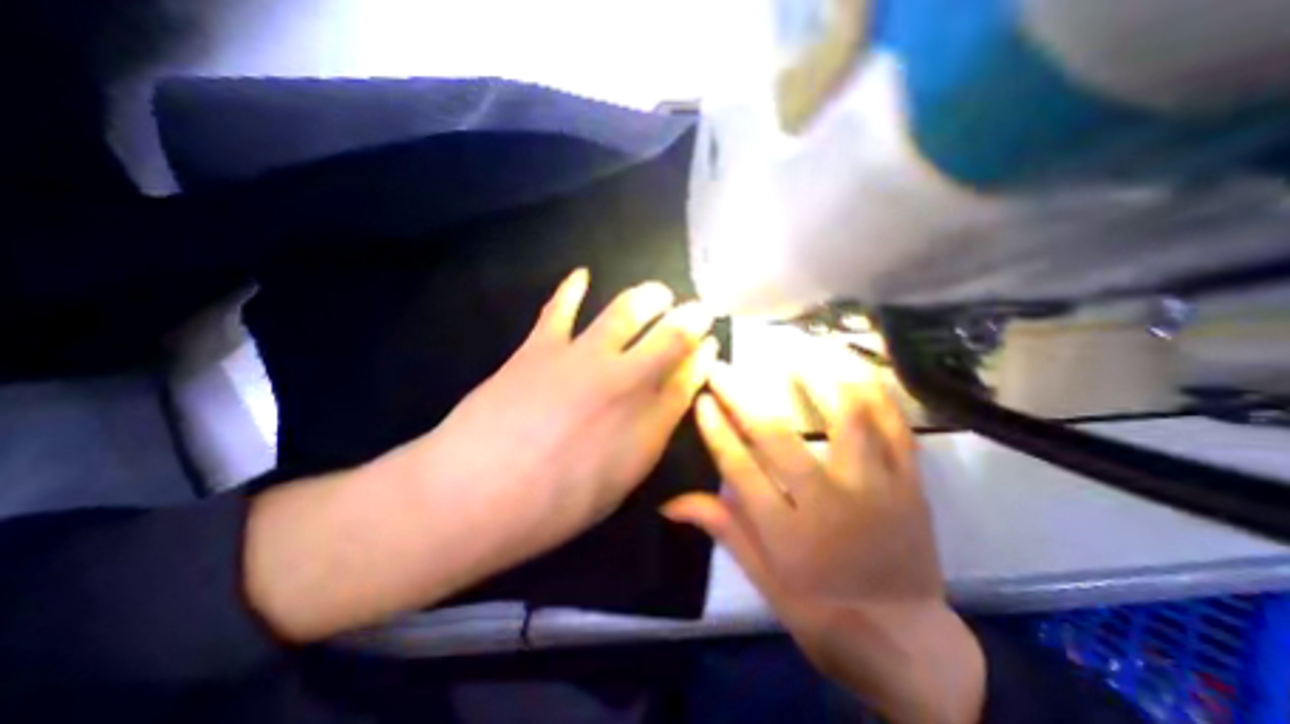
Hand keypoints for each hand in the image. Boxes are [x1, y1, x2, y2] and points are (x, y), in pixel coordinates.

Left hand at [386, 267, 720, 578]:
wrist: (475, 496)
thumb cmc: (554, 507)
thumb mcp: (618, 485)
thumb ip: (648, 440)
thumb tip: (665, 407)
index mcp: (646, 425)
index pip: (687, 380)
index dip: (702, 358)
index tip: (710, 343)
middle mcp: (624, 383)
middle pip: (670, 338)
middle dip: (690, 319)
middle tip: (697, 308)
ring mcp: (582, 359)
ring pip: (626, 312)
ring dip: (648, 297)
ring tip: (657, 292)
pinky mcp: (541, 347)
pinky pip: (560, 308)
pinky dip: (572, 288)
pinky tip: (582, 274)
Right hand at [660, 344, 985, 722]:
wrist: (906, 642)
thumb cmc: (821, 611)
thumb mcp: (762, 578)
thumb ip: (720, 527)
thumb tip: (667, 502)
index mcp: (787, 534)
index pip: (738, 467)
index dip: (715, 428)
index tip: (700, 397)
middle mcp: (828, 503)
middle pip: (777, 435)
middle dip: (741, 394)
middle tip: (722, 365)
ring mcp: (875, 487)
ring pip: (846, 416)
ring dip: (815, 373)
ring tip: (792, 344)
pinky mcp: (910, 482)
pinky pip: (895, 425)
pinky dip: (873, 388)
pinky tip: (850, 362)